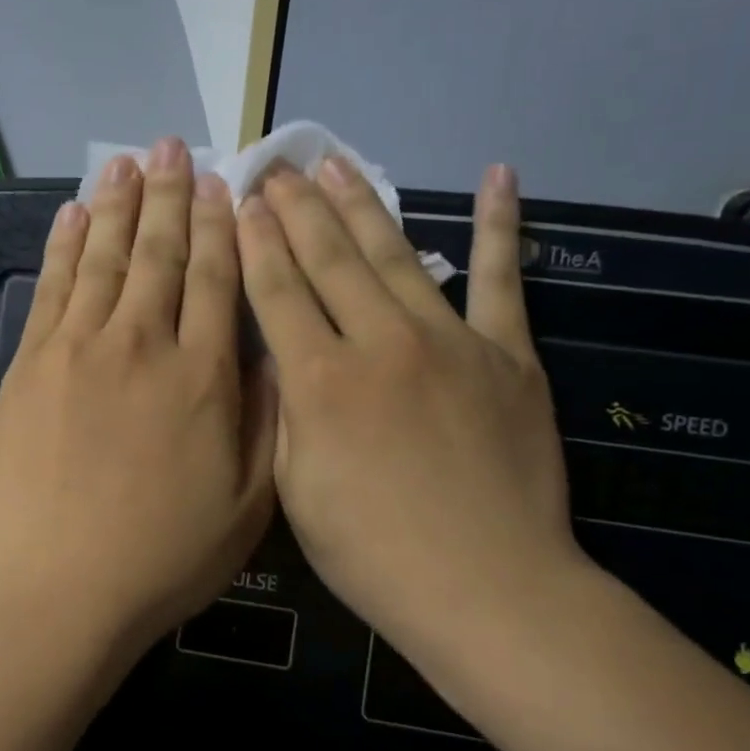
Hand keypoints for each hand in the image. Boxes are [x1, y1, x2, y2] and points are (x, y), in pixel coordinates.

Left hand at [0, 138, 276, 665]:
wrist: (59, 586)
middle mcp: (143, 344)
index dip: (221, 225)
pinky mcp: (31, 364)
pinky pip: (53, 287)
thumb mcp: (250, 504)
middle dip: (170, 194)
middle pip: (160, 254)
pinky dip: (63, 244)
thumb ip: (267, 420)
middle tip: (173, 145)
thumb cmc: (163, 555)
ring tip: (126, 160)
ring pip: (103, 257)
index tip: (222, 183)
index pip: (219, 279)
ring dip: (117, 204)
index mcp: (204, 376)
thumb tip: (274, 351)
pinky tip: (72, 213)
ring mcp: (79, 349)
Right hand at [237, 159, 582, 648]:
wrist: (486, 587)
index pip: (277, 292)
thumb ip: (284, 413)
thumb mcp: (295, 490)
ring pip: (396, 255)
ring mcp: (450, 341)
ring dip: (362, 204)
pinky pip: (501, 280)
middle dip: (297, 209)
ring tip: (336, 164)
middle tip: (277, 166)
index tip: (242, 200)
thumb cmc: (372, 552)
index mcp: (321, 382)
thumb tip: (277, 358)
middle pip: (329, 259)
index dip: (255, 242)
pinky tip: (498, 177)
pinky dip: (501, 227)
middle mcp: (380, 343)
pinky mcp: (507, 354)